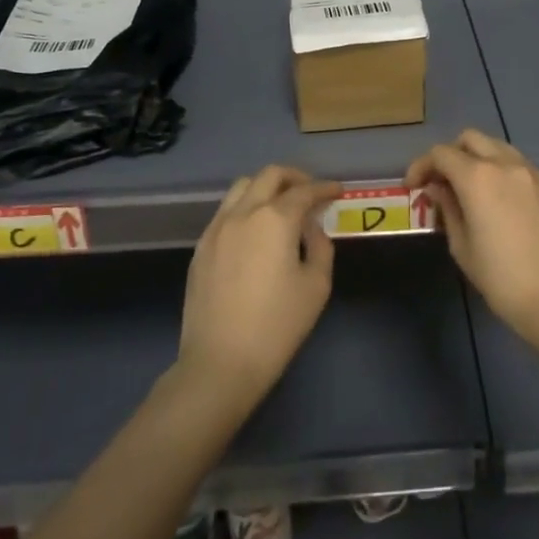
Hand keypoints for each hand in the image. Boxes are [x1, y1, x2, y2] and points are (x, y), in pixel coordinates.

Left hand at [178, 166, 342, 407]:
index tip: (337, 190)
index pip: (304, 191)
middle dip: (295, 177)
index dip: (325, 188)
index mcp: (274, 219)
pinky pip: (225, 211)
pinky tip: (256, 231)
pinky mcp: (201, 247)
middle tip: (311, 192)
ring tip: (282, 206)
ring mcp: (216, 228)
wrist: (220, 363)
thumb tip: (312, 228)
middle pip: (269, 176)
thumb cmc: (277, 326)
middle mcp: (243, 213)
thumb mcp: (316, 286)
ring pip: (241, 187)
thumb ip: (320, 247)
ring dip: (266, 187)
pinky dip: (246, 208)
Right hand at [406, 130, 538, 345]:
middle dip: (450, 155)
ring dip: (477, 158)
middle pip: (470, 139)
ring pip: (497, 146)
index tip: (413, 187)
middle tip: (441, 182)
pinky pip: (518, 164)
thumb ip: (447, 208)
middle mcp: (505, 164)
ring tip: (469, 188)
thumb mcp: (461, 246)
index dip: (421, 166)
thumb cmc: (501, 278)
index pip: (441, 154)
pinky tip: (497, 198)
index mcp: (478, 177)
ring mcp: (531, 172)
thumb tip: (438, 188)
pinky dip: (501, 170)